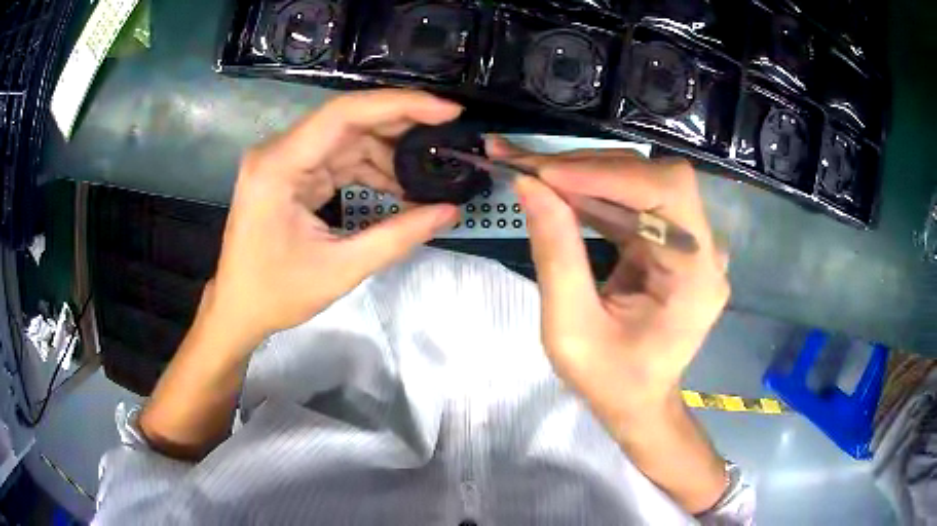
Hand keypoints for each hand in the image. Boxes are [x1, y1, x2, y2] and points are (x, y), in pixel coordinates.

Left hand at [207, 90, 462, 348]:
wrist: (238, 308)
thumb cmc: (276, 294)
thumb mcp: (340, 269)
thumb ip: (398, 237)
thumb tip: (450, 211)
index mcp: (279, 166)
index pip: (344, 114)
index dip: (399, 105)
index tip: (447, 110)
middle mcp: (278, 151)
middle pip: (348, 120)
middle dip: (401, 125)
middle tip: (447, 134)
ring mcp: (284, 160)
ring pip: (346, 137)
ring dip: (388, 152)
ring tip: (427, 171)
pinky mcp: (291, 172)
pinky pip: (338, 157)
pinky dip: (370, 168)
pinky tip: (398, 185)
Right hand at [487, 137, 729, 424]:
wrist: (638, 401)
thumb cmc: (609, 380)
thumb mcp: (570, 329)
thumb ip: (555, 255)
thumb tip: (529, 184)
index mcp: (696, 276)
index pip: (667, 192)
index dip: (607, 173)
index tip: (545, 172)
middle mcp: (704, 249)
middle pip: (654, 178)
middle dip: (588, 168)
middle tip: (527, 166)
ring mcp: (691, 243)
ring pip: (640, 183)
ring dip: (585, 175)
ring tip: (532, 173)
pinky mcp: (672, 241)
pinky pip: (634, 202)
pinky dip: (593, 192)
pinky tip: (557, 190)